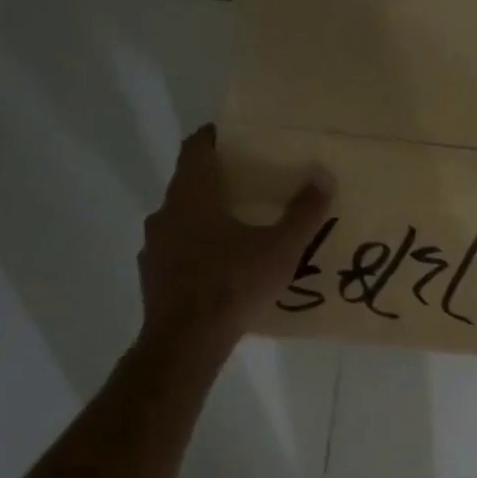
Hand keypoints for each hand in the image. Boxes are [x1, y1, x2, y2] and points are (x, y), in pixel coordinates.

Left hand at [137, 125, 332, 355]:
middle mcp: (165, 213)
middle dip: (216, 180)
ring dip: (204, 216)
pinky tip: (220, 266)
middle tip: (250, 183)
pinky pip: (176, 250)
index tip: (234, 136)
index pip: (195, 148)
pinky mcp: (152, 276)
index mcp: (192, 195)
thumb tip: (324, 176)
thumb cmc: (233, 283)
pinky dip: (196, 248)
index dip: (214, 137)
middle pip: (188, 183)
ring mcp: (154, 246)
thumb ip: (304, 212)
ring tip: (238, 226)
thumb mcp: (280, 248)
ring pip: (180, 218)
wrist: (186, 342)